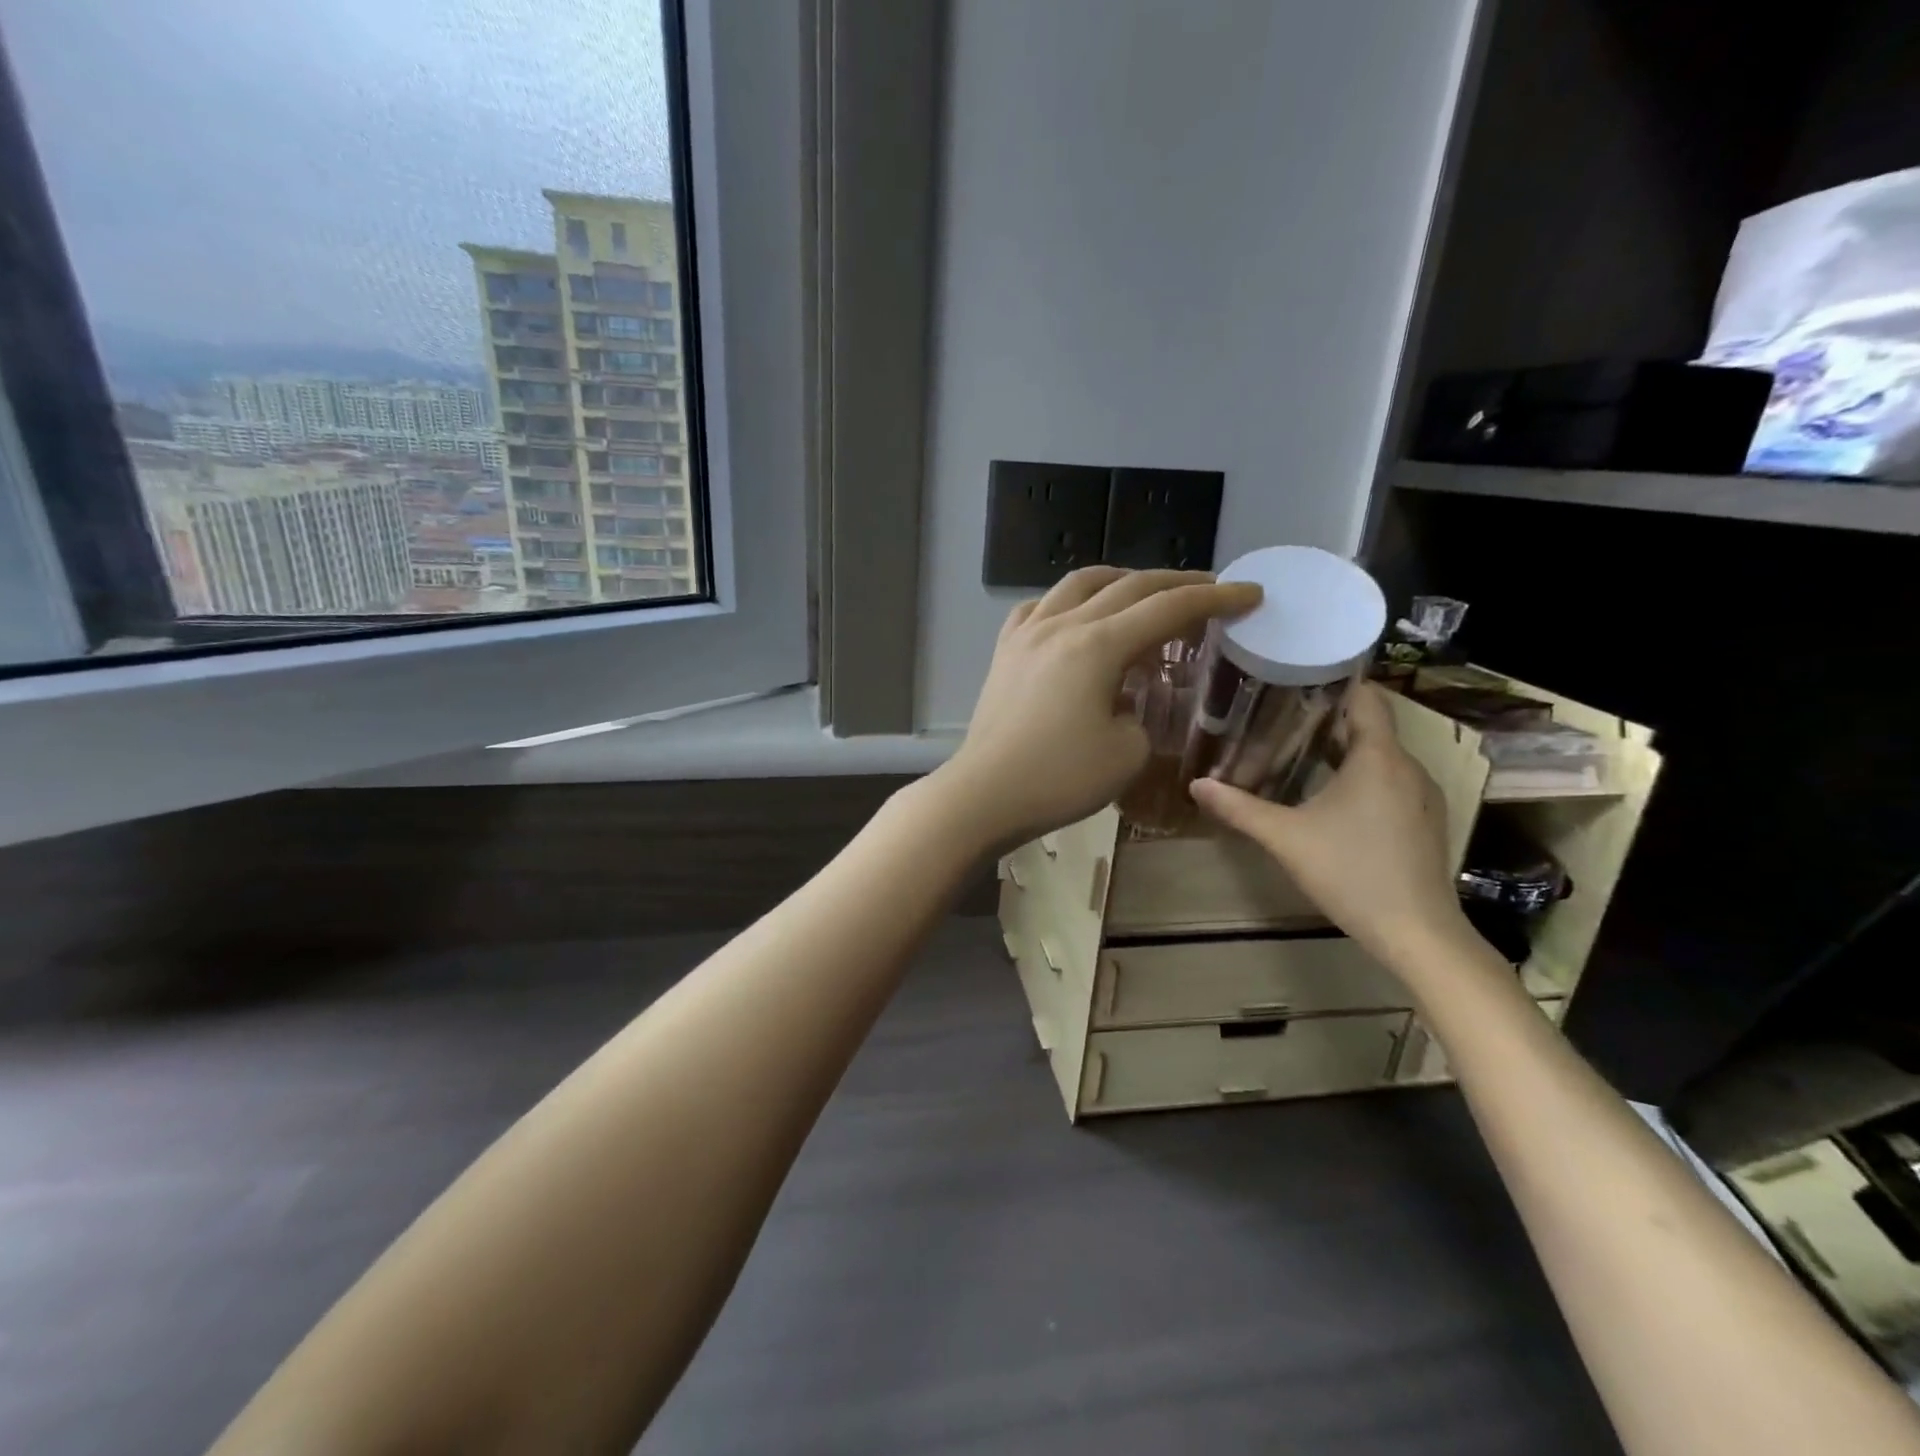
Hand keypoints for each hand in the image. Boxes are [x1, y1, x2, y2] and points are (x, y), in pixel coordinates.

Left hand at [931, 567, 1261, 850]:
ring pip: (1079, 583)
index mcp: (1098, 646)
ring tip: (1144, 592)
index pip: (1168, 608)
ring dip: (1120, 580)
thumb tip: (1126, 697)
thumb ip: (1141, 712)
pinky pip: (1039, 607)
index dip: (1215, 598)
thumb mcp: (1127, 753)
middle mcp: (1063, 625)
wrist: (984, 794)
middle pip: (1129, 586)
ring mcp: (1027, 633)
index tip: (1250, 593)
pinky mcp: (1004, 651)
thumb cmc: (1059, 779)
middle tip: (1210, 589)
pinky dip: (1068, 601)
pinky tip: (1076, 615)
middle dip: (1177, 583)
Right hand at [1189, 683, 1473, 972]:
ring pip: (1379, 756)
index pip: (1366, 697)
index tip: (1297, 674)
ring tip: (1295, 750)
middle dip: (1326, 717)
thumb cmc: (1350, 872)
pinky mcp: (1423, 820)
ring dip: (1342, 750)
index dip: (1335, 681)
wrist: (1417, 932)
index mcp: (1378, 757)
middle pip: (1368, 726)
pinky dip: (1359, 776)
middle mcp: (1406, 767)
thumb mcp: (1285, 838)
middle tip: (1278, 715)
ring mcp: (1420, 795)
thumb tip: (1195, 784)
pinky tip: (1328, 795)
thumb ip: (1239, 808)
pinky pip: (1389, 780)